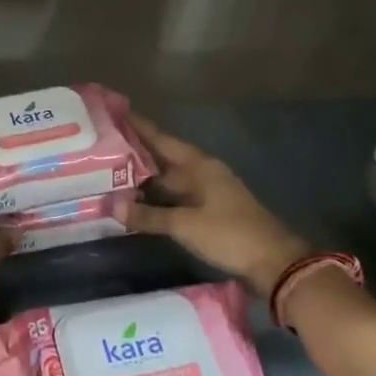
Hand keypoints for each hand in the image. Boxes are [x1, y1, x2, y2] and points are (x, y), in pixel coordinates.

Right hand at [126, 114, 310, 299]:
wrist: (273, 261)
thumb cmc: (229, 234)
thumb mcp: (185, 225)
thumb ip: (149, 215)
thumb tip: (112, 205)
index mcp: (199, 165)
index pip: (162, 140)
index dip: (139, 127)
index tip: (114, 113)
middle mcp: (202, 172)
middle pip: (164, 158)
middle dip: (136, 153)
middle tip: (102, 147)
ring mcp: (207, 192)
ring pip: (169, 179)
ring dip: (145, 177)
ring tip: (111, 173)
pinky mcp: (209, 211)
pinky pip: (176, 197)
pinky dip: (157, 197)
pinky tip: (139, 202)